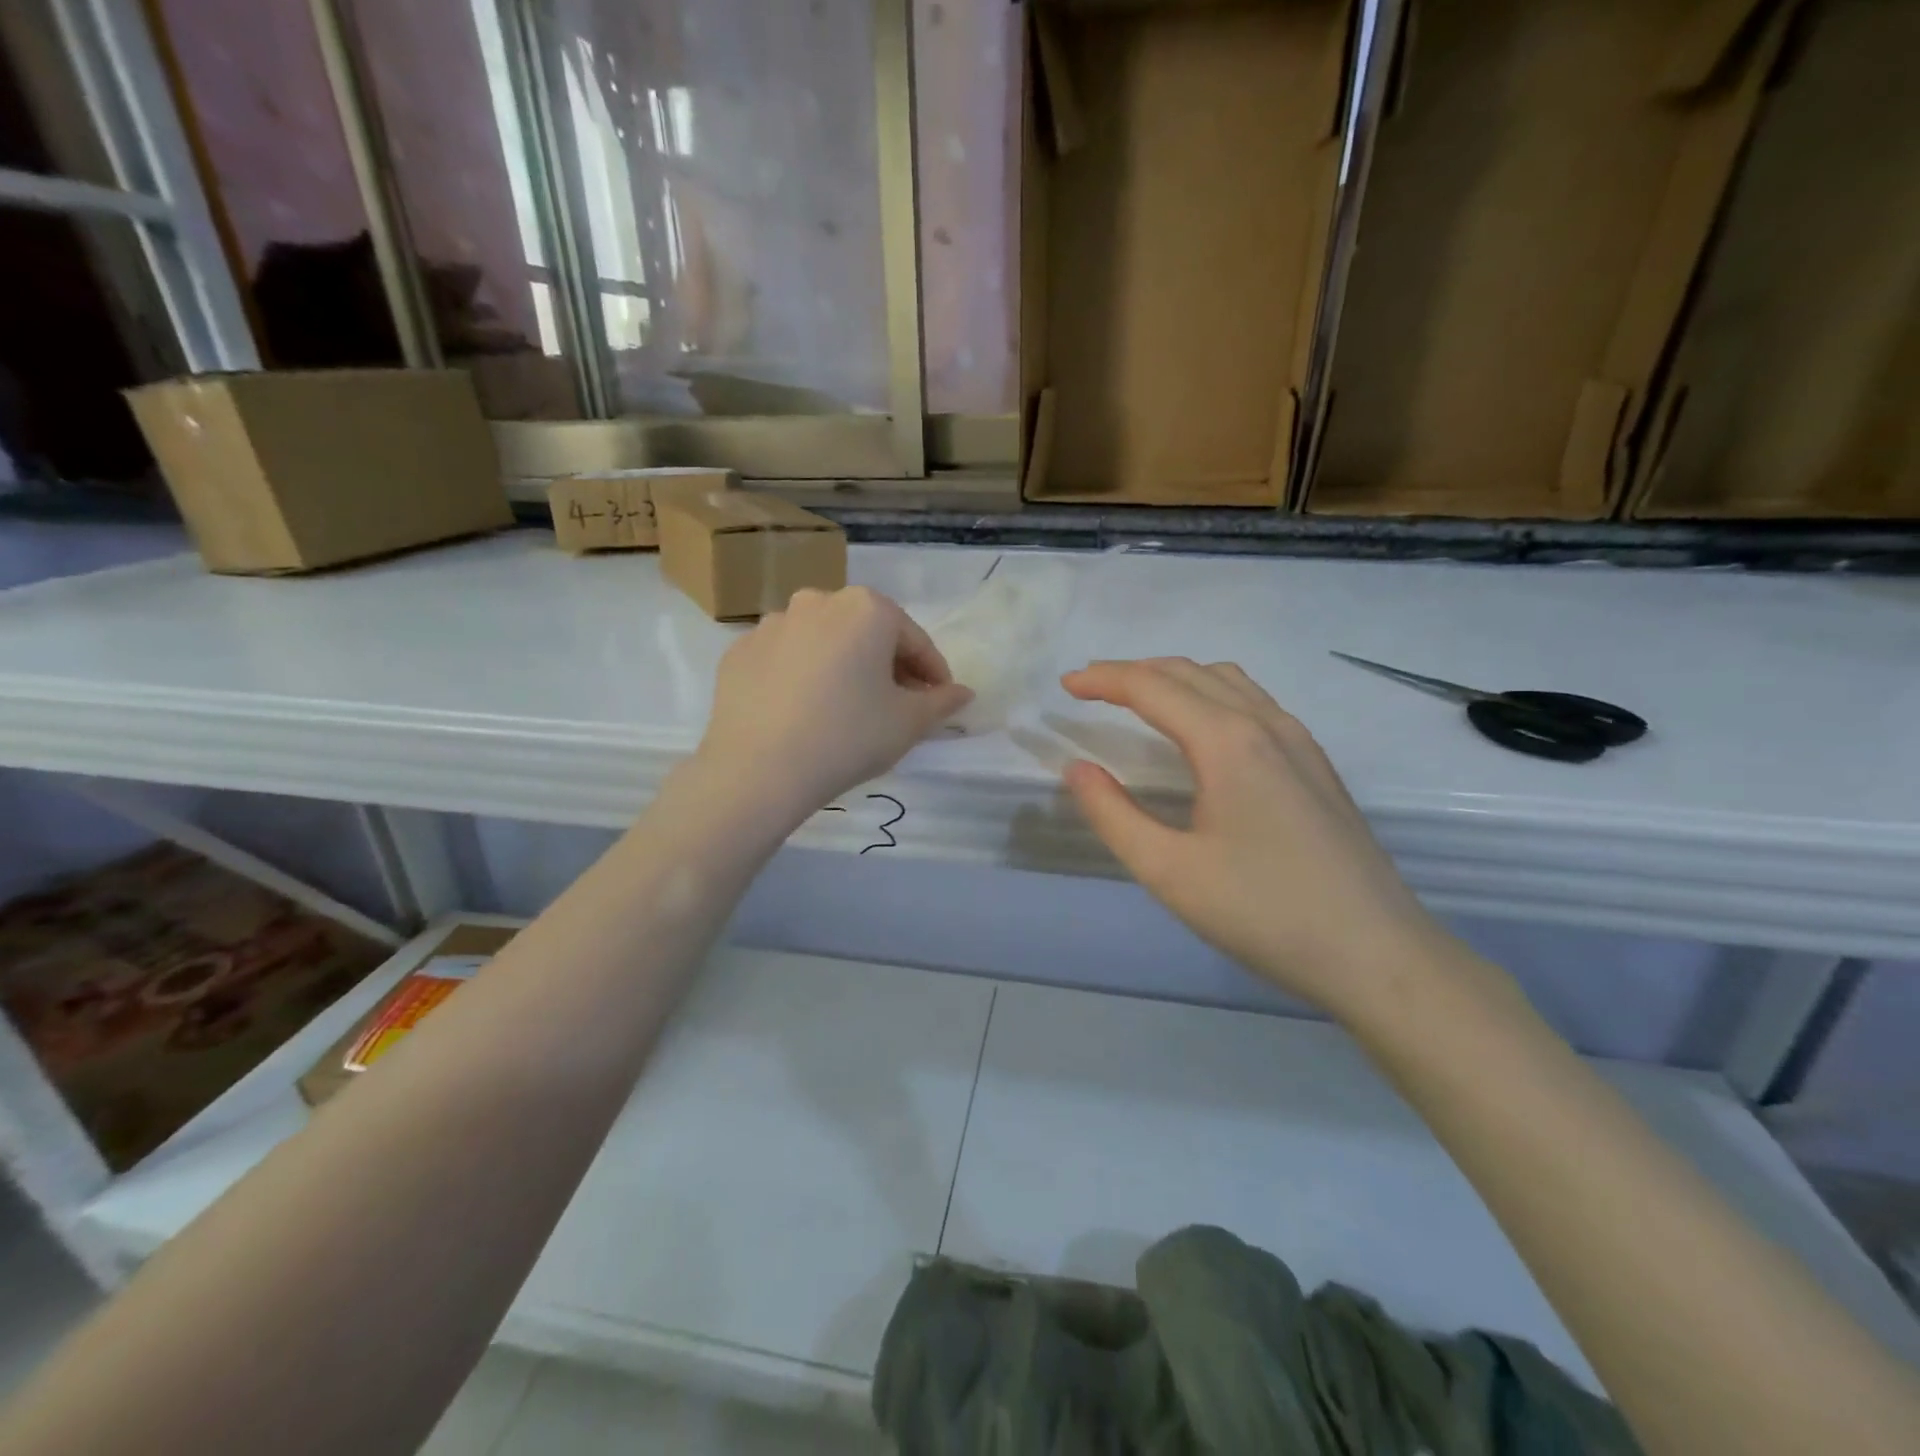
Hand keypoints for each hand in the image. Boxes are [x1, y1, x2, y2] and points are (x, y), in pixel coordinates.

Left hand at [696, 587, 971, 823]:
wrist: (758, 769)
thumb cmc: (848, 737)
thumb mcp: (908, 723)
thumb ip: (941, 702)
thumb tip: (963, 693)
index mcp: (866, 609)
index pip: (915, 640)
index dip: (933, 673)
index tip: (940, 701)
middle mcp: (818, 601)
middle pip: (867, 633)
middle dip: (887, 665)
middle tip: (896, 705)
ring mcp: (773, 624)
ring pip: (824, 643)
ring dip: (843, 666)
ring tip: (847, 708)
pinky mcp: (740, 651)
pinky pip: (786, 659)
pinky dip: (802, 677)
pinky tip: (804, 712)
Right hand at [1061, 658, 1447, 1013]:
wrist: (1377, 953)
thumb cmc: (1264, 912)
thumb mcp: (1170, 871)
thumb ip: (1113, 814)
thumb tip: (1077, 769)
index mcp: (1227, 742)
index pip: (1152, 688)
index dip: (1104, 679)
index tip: (1065, 684)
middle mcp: (1265, 725)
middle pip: (1189, 673)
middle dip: (1134, 671)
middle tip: (1090, 686)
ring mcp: (1299, 742)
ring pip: (1228, 682)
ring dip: (1176, 678)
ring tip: (1139, 696)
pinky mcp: (1316, 764)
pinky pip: (1255, 702)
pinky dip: (1211, 694)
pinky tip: (1203, 727)